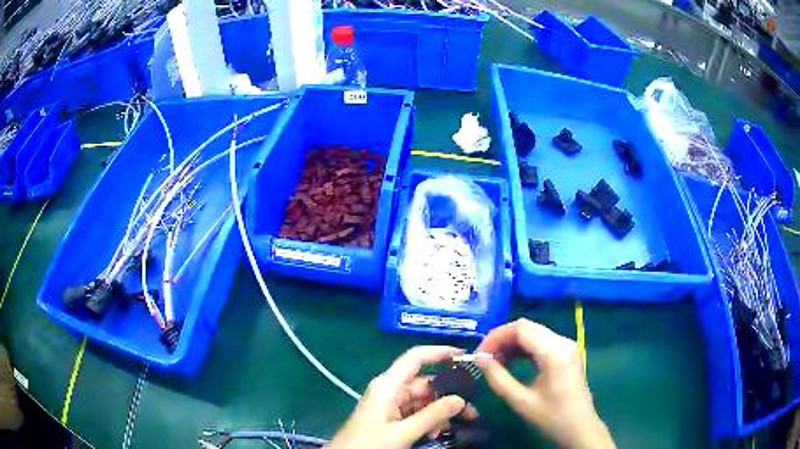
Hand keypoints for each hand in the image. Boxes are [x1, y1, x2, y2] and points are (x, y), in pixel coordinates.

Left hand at [328, 346, 472, 448]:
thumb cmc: (369, 443)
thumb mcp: (402, 432)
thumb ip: (432, 416)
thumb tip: (460, 399)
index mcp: (388, 385)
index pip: (415, 358)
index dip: (439, 353)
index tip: (464, 356)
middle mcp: (390, 390)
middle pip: (425, 384)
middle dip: (448, 395)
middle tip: (471, 409)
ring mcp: (390, 405)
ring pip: (423, 401)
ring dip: (440, 412)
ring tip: (460, 424)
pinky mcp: (390, 418)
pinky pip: (415, 413)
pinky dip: (428, 421)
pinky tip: (437, 433)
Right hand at [476, 319, 614, 448]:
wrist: (580, 428)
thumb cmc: (552, 417)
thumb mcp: (521, 401)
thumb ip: (498, 378)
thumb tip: (479, 359)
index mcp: (555, 352)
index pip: (521, 329)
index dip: (496, 337)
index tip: (479, 354)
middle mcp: (563, 341)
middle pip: (527, 327)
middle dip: (502, 339)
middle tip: (484, 358)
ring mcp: (567, 346)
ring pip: (533, 333)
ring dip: (512, 343)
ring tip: (495, 362)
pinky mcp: (567, 352)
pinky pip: (541, 342)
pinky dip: (524, 348)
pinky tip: (512, 361)